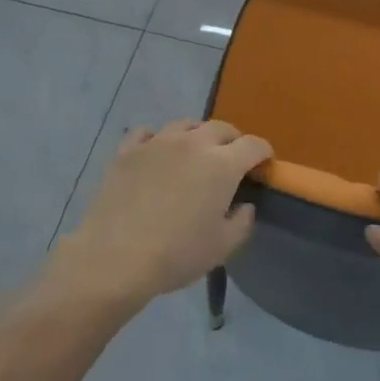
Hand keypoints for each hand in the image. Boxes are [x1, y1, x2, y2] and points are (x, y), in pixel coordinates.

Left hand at [55, 119, 269, 307]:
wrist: (115, 257)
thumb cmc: (176, 254)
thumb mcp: (222, 247)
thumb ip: (242, 222)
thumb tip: (245, 205)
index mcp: (222, 165)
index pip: (253, 145)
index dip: (263, 153)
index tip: (263, 165)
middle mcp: (192, 143)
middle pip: (221, 128)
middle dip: (233, 140)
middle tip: (232, 159)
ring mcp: (157, 142)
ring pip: (185, 124)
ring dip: (197, 134)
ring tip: (196, 152)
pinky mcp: (128, 149)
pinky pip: (147, 131)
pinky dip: (158, 138)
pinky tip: (157, 151)